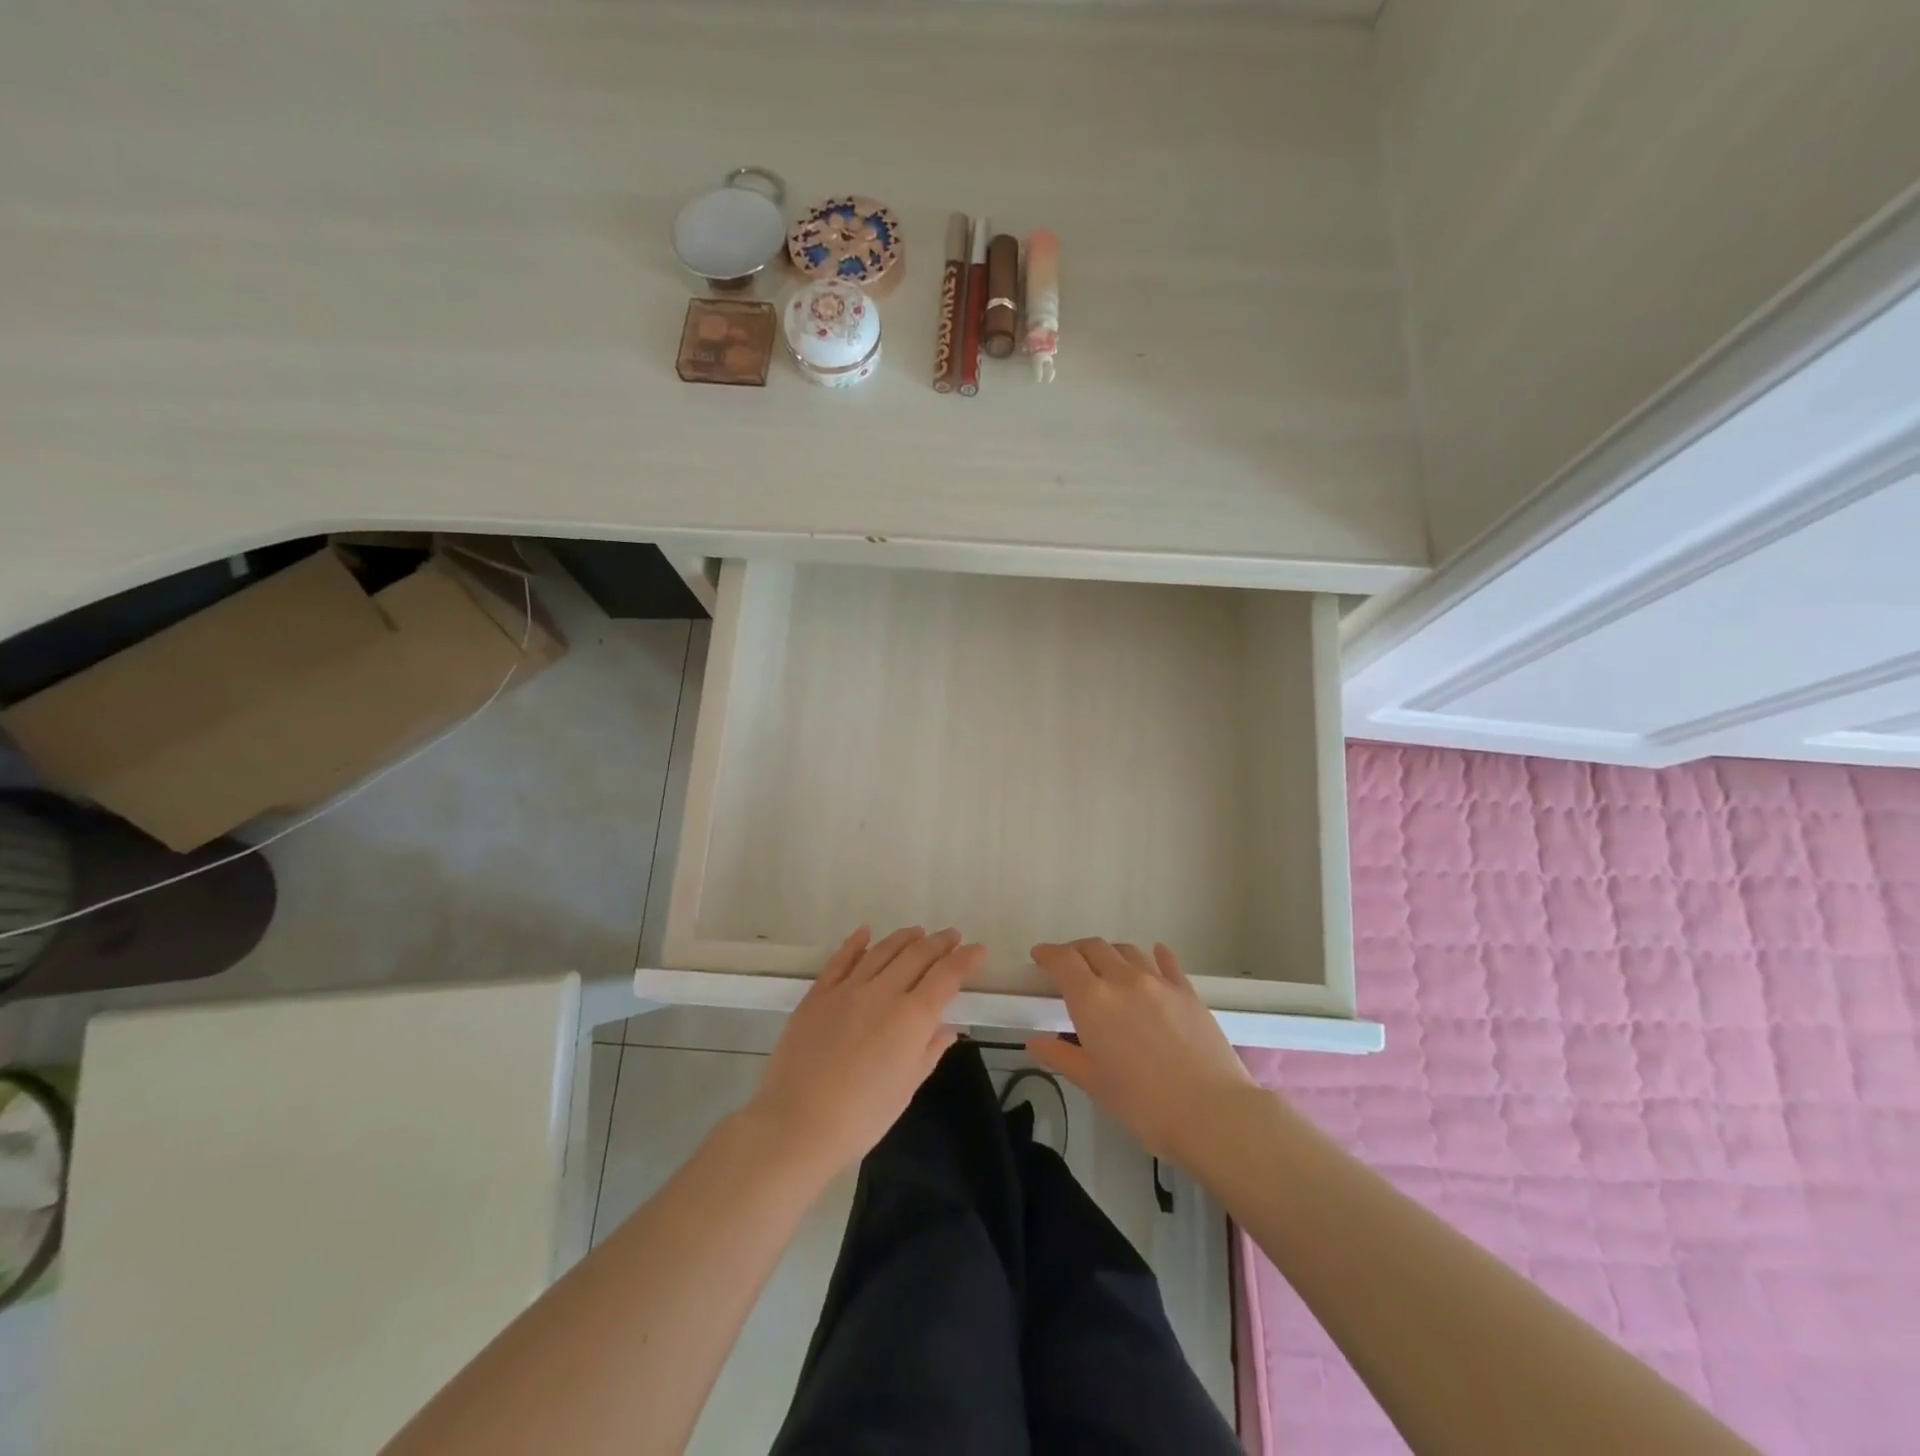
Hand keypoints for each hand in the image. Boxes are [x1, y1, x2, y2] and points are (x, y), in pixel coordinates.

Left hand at [747, 926, 981, 1179]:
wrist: (796, 1123)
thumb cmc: (860, 1117)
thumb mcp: (905, 1089)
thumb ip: (928, 1052)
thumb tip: (948, 1028)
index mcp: (912, 1017)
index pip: (946, 976)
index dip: (965, 960)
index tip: (978, 949)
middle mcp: (883, 992)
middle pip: (917, 955)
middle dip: (939, 942)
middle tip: (952, 936)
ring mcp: (848, 989)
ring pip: (882, 951)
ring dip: (904, 938)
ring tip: (918, 931)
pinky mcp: (818, 994)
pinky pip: (841, 959)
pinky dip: (856, 942)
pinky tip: (865, 932)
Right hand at [1027, 938, 1257, 1163]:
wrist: (1212, 1113)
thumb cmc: (1143, 1104)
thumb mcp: (1094, 1083)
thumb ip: (1062, 1056)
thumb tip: (1035, 1041)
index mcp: (1092, 1000)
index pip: (1063, 961)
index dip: (1047, 954)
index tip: (1039, 956)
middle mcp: (1122, 979)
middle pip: (1094, 947)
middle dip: (1076, 951)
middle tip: (1069, 965)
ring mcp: (1158, 982)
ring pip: (1127, 951)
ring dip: (1110, 953)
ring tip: (1106, 967)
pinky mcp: (1187, 991)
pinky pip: (1166, 962)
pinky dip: (1154, 955)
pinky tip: (1155, 956)